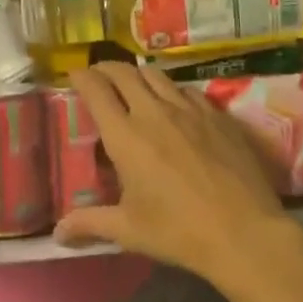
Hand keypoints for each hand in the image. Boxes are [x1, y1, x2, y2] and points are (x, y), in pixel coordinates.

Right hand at [53, 62, 297, 284]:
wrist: (244, 232)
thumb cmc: (179, 231)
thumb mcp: (129, 230)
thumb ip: (90, 224)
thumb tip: (58, 233)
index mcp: (126, 136)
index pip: (97, 90)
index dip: (82, 77)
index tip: (75, 75)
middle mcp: (154, 112)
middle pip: (125, 72)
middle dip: (107, 68)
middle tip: (99, 75)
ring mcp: (189, 109)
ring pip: (157, 75)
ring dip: (138, 75)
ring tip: (134, 85)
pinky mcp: (218, 114)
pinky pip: (188, 90)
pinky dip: (172, 90)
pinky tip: (175, 104)